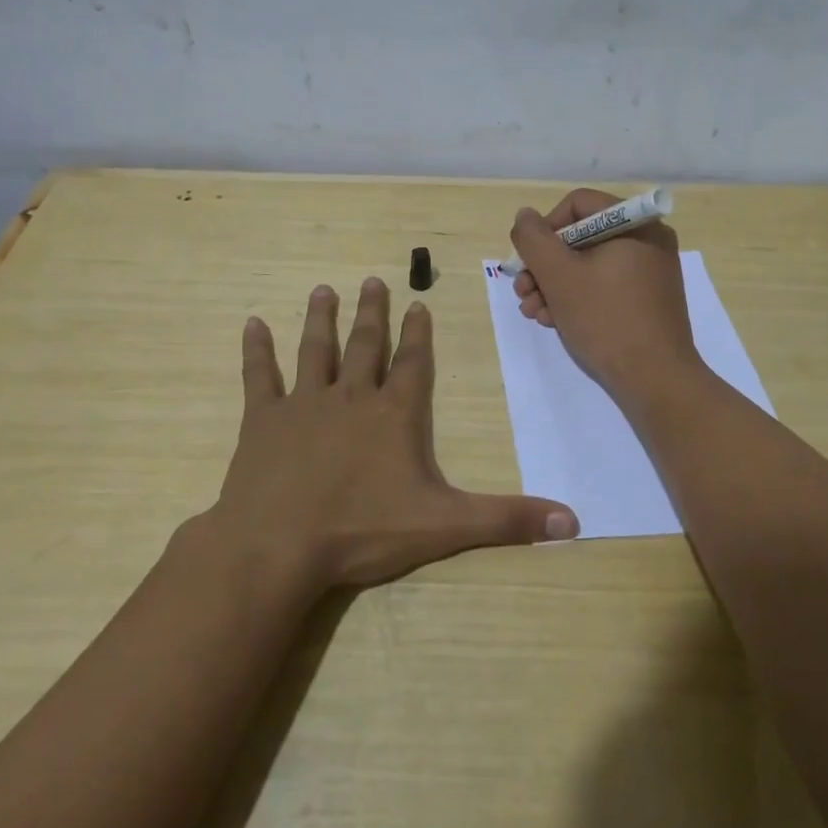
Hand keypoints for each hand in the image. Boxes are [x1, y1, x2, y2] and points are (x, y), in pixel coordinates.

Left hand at [206, 277, 578, 590]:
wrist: (278, 546)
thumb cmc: (363, 532)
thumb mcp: (446, 527)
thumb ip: (508, 520)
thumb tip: (575, 521)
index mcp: (394, 414)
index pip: (413, 363)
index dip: (419, 333)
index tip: (418, 303)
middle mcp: (351, 397)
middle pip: (365, 344)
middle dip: (371, 313)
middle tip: (371, 280)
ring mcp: (303, 404)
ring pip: (316, 350)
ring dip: (321, 319)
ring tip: (323, 289)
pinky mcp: (263, 421)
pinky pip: (259, 376)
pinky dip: (256, 350)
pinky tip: (251, 323)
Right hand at [509, 189, 700, 403]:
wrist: (655, 380)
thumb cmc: (606, 319)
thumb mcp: (559, 275)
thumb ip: (534, 239)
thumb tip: (525, 217)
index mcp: (635, 223)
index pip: (576, 205)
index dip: (545, 229)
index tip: (529, 262)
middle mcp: (647, 239)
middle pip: (580, 237)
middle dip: (544, 266)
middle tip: (523, 293)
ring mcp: (650, 271)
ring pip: (589, 264)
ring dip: (554, 285)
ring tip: (535, 313)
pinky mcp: (648, 299)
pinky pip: (605, 285)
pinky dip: (578, 298)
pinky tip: (555, 321)